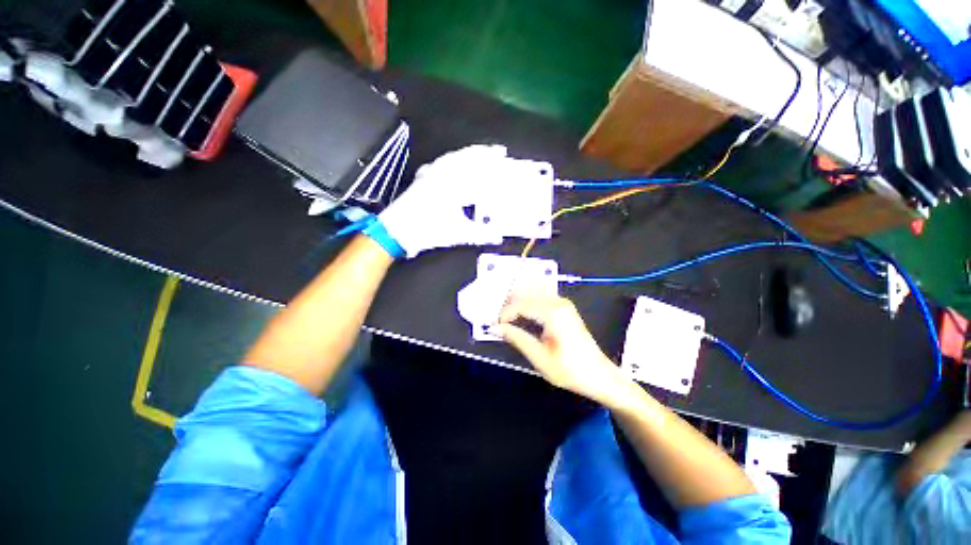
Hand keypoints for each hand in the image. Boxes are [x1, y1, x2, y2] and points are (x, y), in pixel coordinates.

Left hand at [377, 145, 507, 257]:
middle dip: (482, 153)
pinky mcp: (421, 179)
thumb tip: (498, 237)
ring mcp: (430, 175)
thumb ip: (480, 234)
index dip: (491, 160)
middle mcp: (441, 174)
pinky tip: (451, 164)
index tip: (502, 155)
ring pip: (452, 158)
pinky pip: (439, 164)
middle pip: (465, 157)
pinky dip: (449, 161)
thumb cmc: (428, 230)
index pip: (477, 167)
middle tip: (496, 151)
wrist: (397, 231)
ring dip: (467, 155)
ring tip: (478, 155)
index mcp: (453, 184)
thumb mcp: (458, 233)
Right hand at [497, 294, 635, 407]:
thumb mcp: (539, 358)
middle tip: (498, 323)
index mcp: (553, 312)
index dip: (504, 314)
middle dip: (509, 307)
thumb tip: (495, 328)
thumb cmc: (570, 370)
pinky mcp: (564, 307)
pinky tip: (522, 316)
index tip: (495, 327)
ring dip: (517, 304)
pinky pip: (540, 298)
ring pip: (532, 294)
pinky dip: (528, 304)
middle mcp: (558, 301)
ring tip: (507, 320)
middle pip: (525, 295)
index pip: (520, 304)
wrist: (599, 375)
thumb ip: (516, 338)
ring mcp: (562, 302)